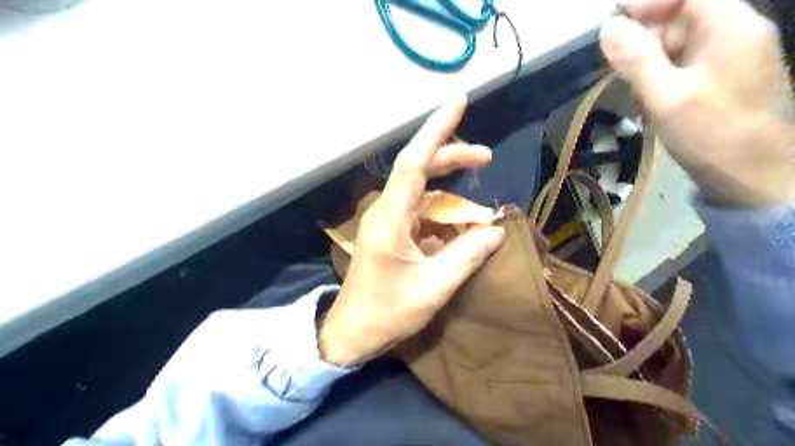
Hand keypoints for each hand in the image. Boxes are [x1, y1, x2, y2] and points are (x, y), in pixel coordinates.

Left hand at [316, 96, 502, 364]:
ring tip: (478, 197)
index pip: (414, 163)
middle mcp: (385, 211)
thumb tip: (496, 229)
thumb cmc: (387, 313)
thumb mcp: (434, 288)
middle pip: (418, 169)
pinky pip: (420, 211)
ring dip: (449, 188)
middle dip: (451, 157)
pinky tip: (460, 225)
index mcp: (390, 220)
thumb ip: (467, 256)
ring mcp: (386, 220)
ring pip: (420, 190)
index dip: (436, 131)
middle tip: (486, 157)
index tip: (459, 101)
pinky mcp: (390, 232)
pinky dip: (442, 212)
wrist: (352, 332)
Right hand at [603, 0, 794, 207]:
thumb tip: (608, 27)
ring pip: (682, 41)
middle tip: (615, 66)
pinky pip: (687, 62)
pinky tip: (650, 95)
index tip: (610, 25)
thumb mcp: (666, 97)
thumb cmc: (712, 134)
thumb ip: (637, 60)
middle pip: (682, 15)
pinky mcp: (726, 78)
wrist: (756, 176)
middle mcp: (737, 31)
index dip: (646, 3)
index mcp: (730, 25)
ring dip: (650, 58)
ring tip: (630, 85)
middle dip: (645, 35)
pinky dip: (663, 73)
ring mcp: (733, 55)